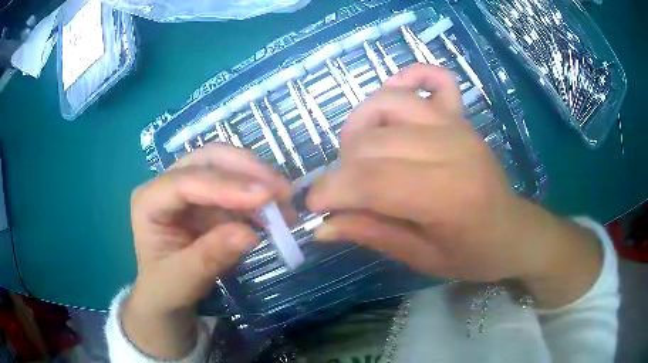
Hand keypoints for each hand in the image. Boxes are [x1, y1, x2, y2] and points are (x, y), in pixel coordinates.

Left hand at [124, 144, 290, 358]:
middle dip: (245, 170)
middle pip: (207, 160)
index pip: (185, 181)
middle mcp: (167, 185)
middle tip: (281, 190)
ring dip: (258, 180)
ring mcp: (189, 189)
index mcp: (148, 201)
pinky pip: (237, 188)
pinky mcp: (208, 199)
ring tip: (286, 203)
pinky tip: (276, 212)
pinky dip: (258, 197)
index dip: (225, 185)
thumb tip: (250, 235)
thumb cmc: (166, 288)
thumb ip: (210, 257)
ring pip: (226, 167)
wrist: (167, 295)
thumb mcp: (183, 280)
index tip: (265, 196)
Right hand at [308, 64, 601, 306]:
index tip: (311, 205)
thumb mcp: (421, 258)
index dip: (331, 190)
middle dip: (341, 168)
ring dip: (361, 127)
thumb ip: (371, 234)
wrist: (513, 231)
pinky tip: (394, 101)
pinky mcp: (461, 116)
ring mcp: (458, 125)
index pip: (371, 180)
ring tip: (361, 156)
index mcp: (447, 196)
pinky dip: (408, 78)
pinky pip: (433, 78)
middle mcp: (452, 148)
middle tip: (342, 193)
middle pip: (373, 141)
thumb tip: (321, 226)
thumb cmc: (472, 254)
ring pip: (388, 103)